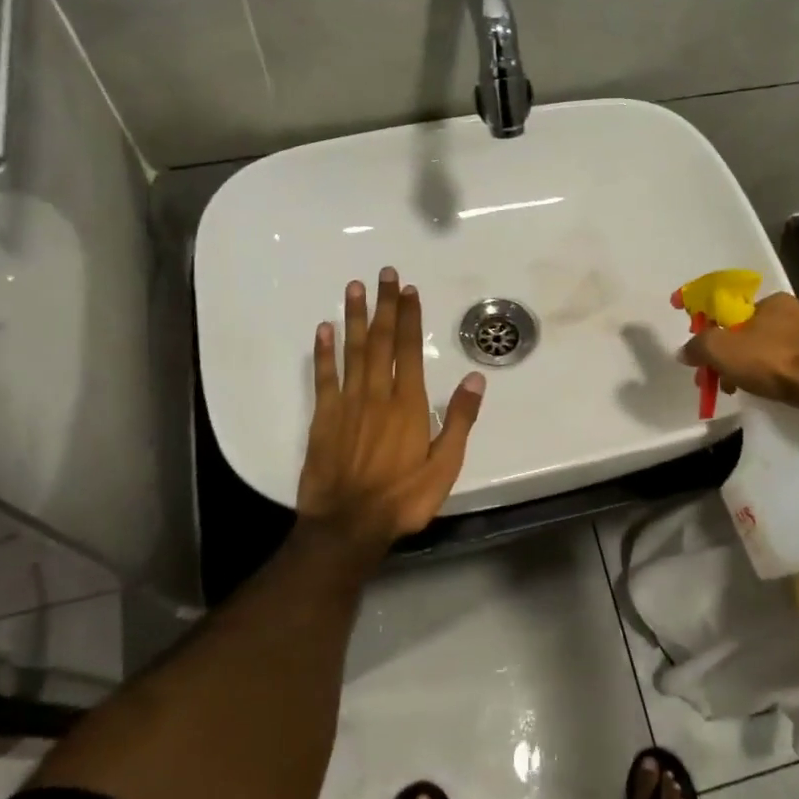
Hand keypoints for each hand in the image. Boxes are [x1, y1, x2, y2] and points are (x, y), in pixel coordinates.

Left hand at [296, 268, 485, 559]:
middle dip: (384, 306)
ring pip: (352, 351)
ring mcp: (347, 404)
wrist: (348, 525)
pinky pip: (324, 377)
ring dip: (355, 318)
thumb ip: (459, 420)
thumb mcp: (445, 465)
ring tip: (355, 288)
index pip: (409, 350)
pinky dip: (324, 352)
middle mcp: (377, 394)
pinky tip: (324, 330)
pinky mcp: (322, 418)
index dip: (410, 318)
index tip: (408, 290)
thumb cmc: (403, 498)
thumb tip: (476, 378)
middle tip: (383, 273)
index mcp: (408, 404)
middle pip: (381, 341)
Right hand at [679, 292, 798, 414]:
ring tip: (751, 389)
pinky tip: (780, 391)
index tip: (710, 356)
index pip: (738, 312)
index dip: (718, 333)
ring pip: (780, 349)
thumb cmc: (774, 361)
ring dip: (762, 366)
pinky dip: (787, 376)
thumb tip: (685, 350)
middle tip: (726, 379)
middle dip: (738, 354)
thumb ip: (699, 346)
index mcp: (776, 300)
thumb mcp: (722, 350)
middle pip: (758, 331)